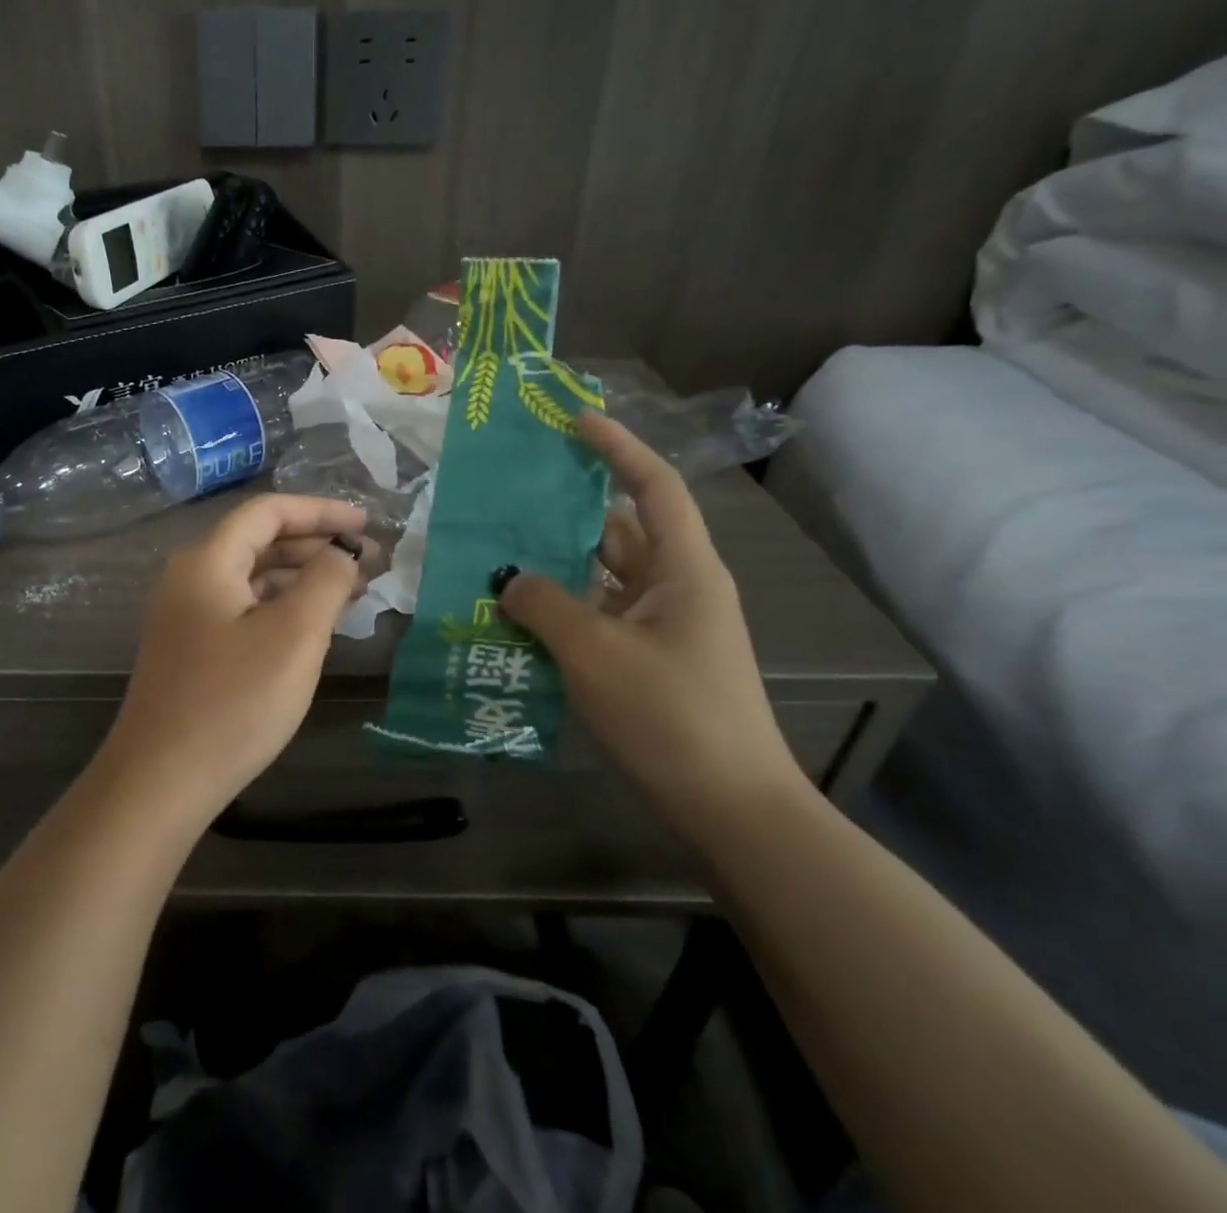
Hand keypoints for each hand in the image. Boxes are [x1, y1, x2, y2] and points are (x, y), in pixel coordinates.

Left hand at [92, 494, 368, 829]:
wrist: (161, 781)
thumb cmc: (234, 702)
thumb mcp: (294, 636)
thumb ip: (326, 581)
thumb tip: (343, 551)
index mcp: (207, 561)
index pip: (268, 512)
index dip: (321, 511)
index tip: (366, 525)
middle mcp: (189, 577)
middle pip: (259, 541)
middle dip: (315, 545)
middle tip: (368, 562)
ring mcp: (184, 615)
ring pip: (251, 577)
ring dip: (300, 577)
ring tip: (351, 591)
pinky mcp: (189, 648)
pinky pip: (242, 607)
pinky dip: (280, 606)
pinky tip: (312, 624)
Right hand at [497, 410, 807, 846]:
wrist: (730, 809)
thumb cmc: (671, 716)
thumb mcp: (596, 653)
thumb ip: (545, 605)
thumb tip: (509, 579)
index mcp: (684, 571)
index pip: (654, 487)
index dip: (617, 448)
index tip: (574, 420)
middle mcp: (677, 589)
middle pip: (620, 530)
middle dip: (567, 511)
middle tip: (510, 496)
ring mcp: (663, 628)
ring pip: (603, 578)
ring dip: (557, 568)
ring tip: (498, 555)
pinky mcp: (648, 662)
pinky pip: (598, 617)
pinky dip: (563, 610)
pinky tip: (518, 617)